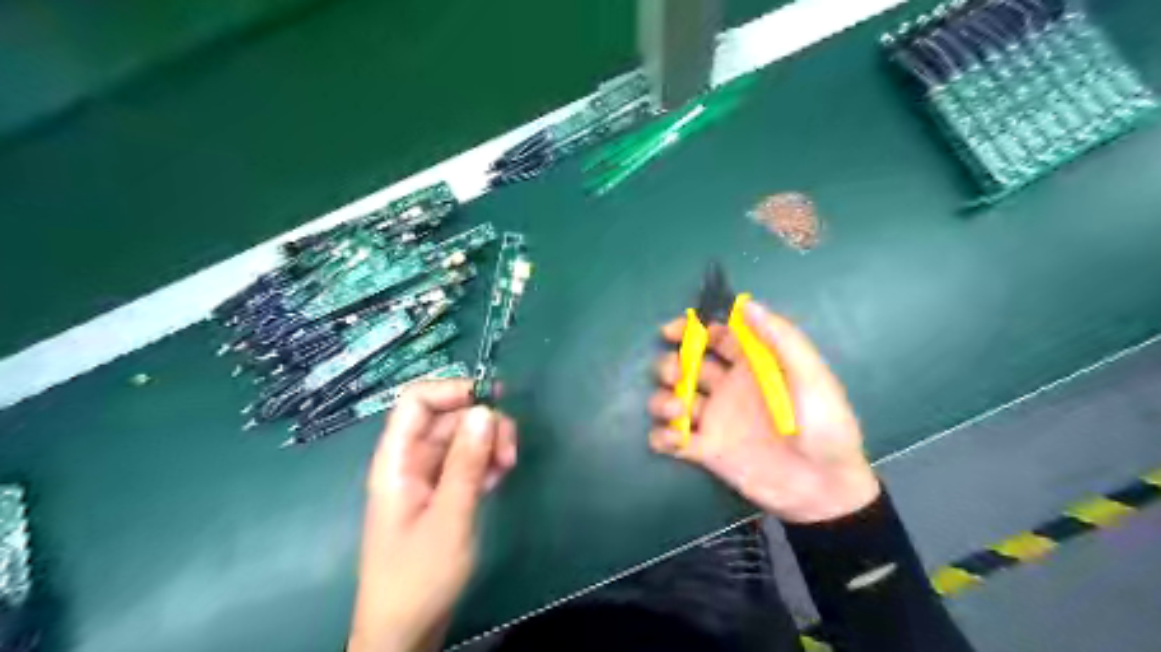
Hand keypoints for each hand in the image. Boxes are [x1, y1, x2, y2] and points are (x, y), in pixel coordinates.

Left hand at [343, 379, 515, 651]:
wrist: (405, 631)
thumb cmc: (419, 576)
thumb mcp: (449, 517)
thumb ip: (467, 462)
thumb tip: (485, 410)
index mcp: (397, 459)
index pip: (417, 401)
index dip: (452, 390)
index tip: (492, 399)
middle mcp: (411, 461)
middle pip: (447, 417)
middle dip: (482, 423)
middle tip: (509, 451)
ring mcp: (427, 477)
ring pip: (462, 439)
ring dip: (489, 444)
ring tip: (508, 468)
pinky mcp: (442, 493)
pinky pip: (466, 462)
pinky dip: (485, 463)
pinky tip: (499, 479)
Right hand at [649, 297, 874, 522]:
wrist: (824, 489)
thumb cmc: (824, 426)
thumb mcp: (811, 377)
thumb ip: (781, 339)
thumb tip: (746, 303)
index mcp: (752, 366)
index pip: (715, 337)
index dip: (691, 330)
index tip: (671, 332)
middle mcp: (728, 388)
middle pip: (686, 366)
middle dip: (672, 366)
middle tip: (676, 377)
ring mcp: (715, 419)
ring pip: (673, 399)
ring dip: (663, 400)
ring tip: (677, 411)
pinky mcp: (706, 450)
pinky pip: (672, 438)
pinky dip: (663, 436)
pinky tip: (674, 439)